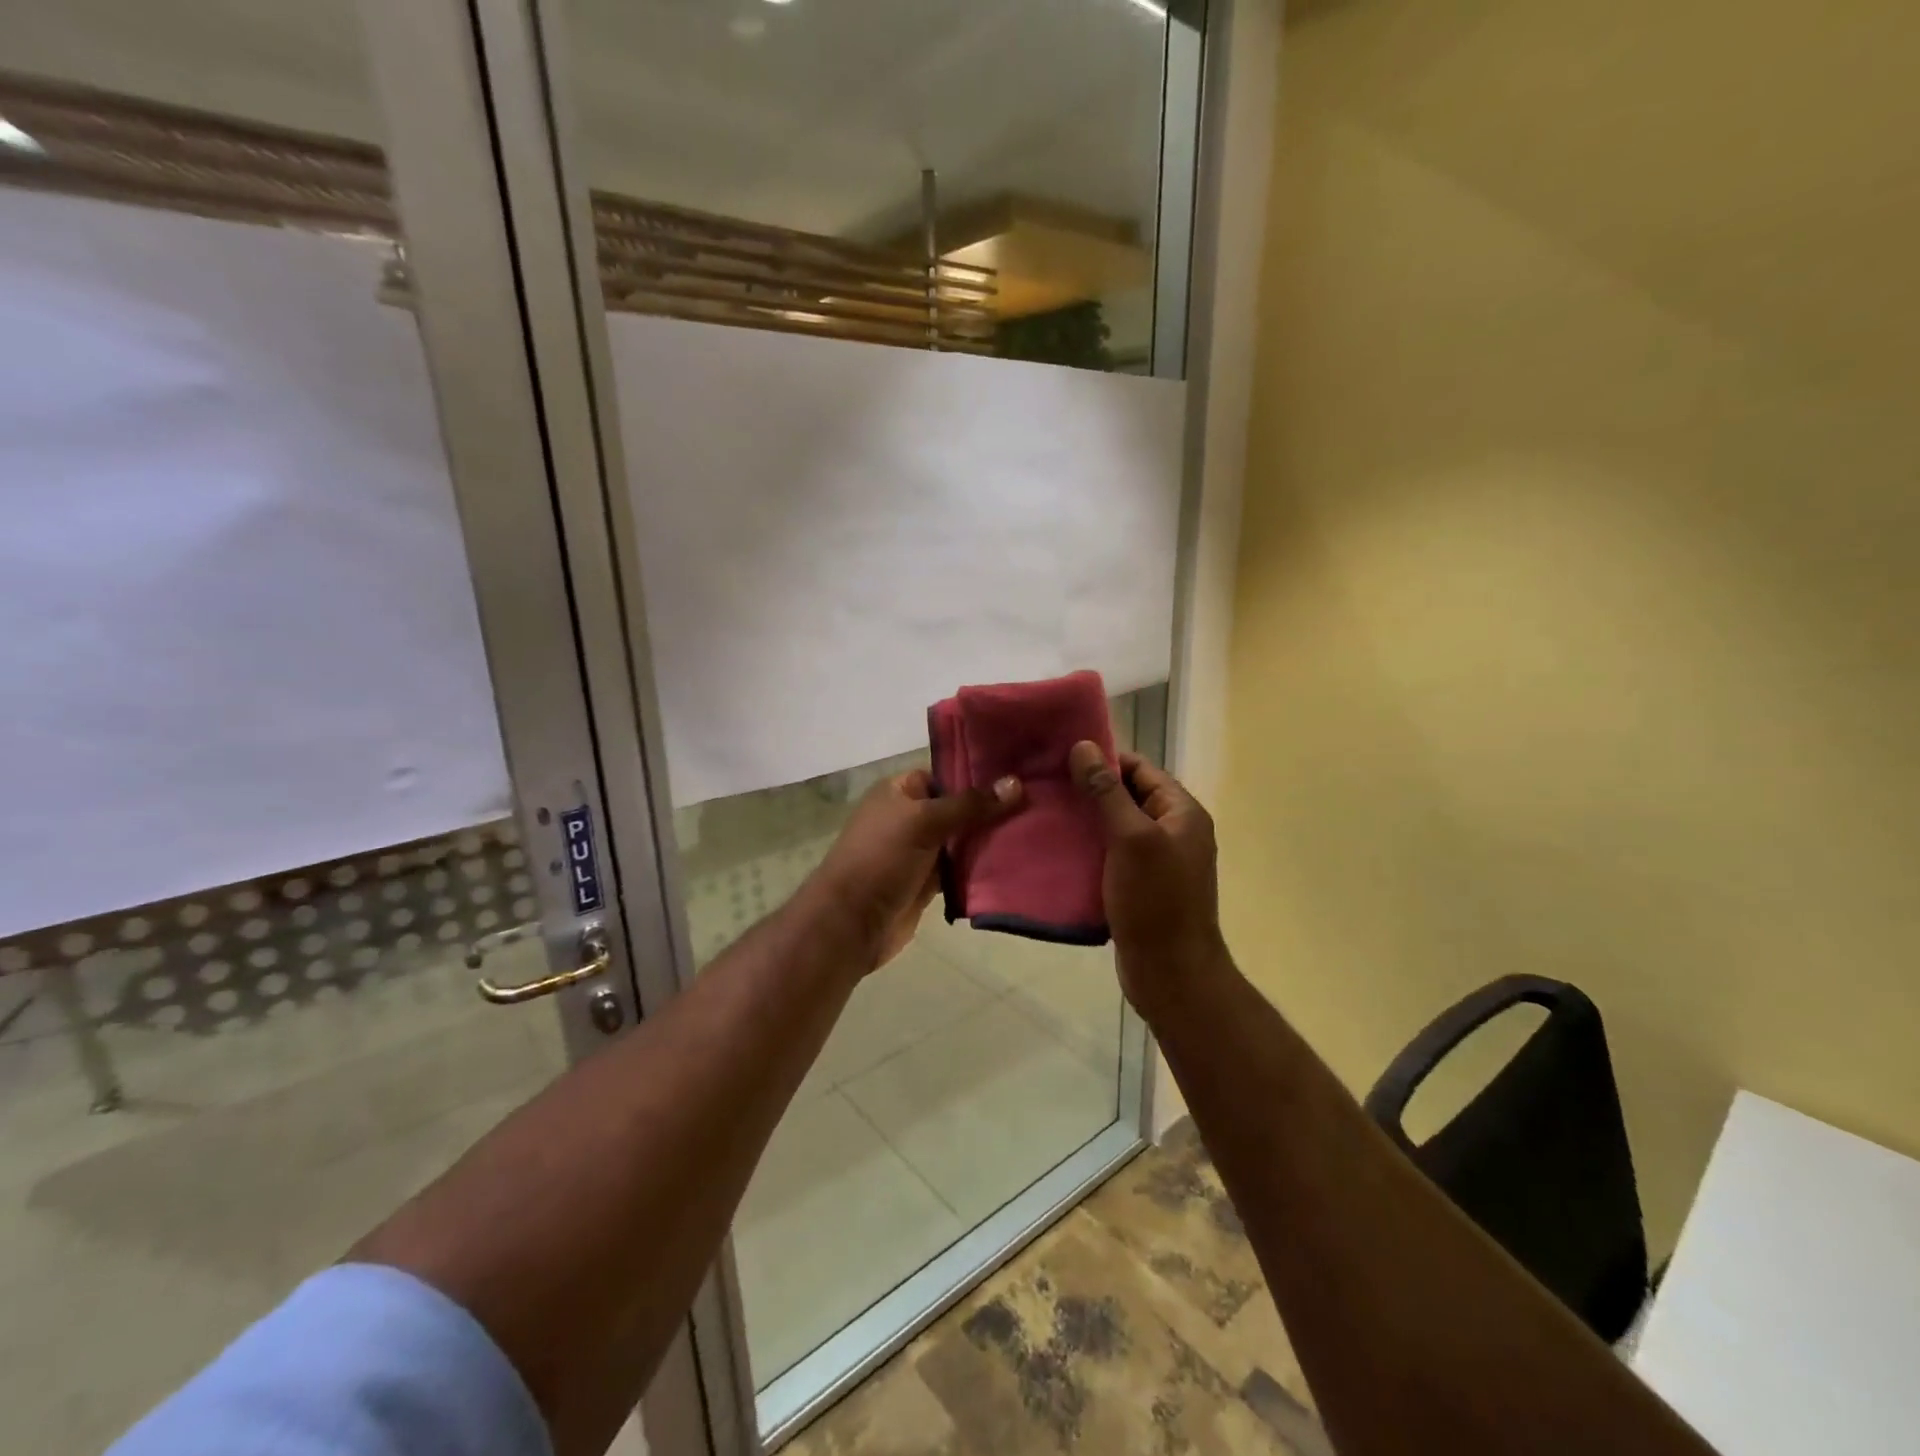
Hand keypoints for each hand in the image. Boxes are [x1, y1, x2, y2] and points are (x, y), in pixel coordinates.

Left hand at [803, 768, 1021, 973]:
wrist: (851, 923)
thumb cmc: (881, 858)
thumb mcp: (924, 821)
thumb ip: (970, 805)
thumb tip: (1016, 783)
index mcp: (900, 791)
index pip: (946, 773)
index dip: (979, 774)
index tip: (1020, 773)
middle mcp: (910, 817)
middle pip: (959, 807)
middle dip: (992, 808)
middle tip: (1039, 803)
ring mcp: (920, 851)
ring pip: (963, 839)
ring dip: (991, 839)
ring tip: (1037, 829)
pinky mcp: (929, 883)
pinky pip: (962, 868)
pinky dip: (982, 867)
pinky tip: (1017, 860)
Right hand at [1068, 743, 1225, 1014]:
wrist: (1171, 973)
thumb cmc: (1155, 900)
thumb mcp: (1131, 838)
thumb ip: (1107, 791)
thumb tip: (1084, 746)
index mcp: (1182, 812)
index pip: (1140, 769)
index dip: (1103, 759)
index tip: (1061, 757)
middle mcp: (1174, 831)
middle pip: (1128, 795)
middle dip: (1089, 789)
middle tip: (1045, 785)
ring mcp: (1158, 860)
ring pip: (1116, 826)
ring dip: (1086, 819)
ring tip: (1045, 812)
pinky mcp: (1140, 886)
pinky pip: (1112, 854)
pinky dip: (1089, 848)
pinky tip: (1057, 848)